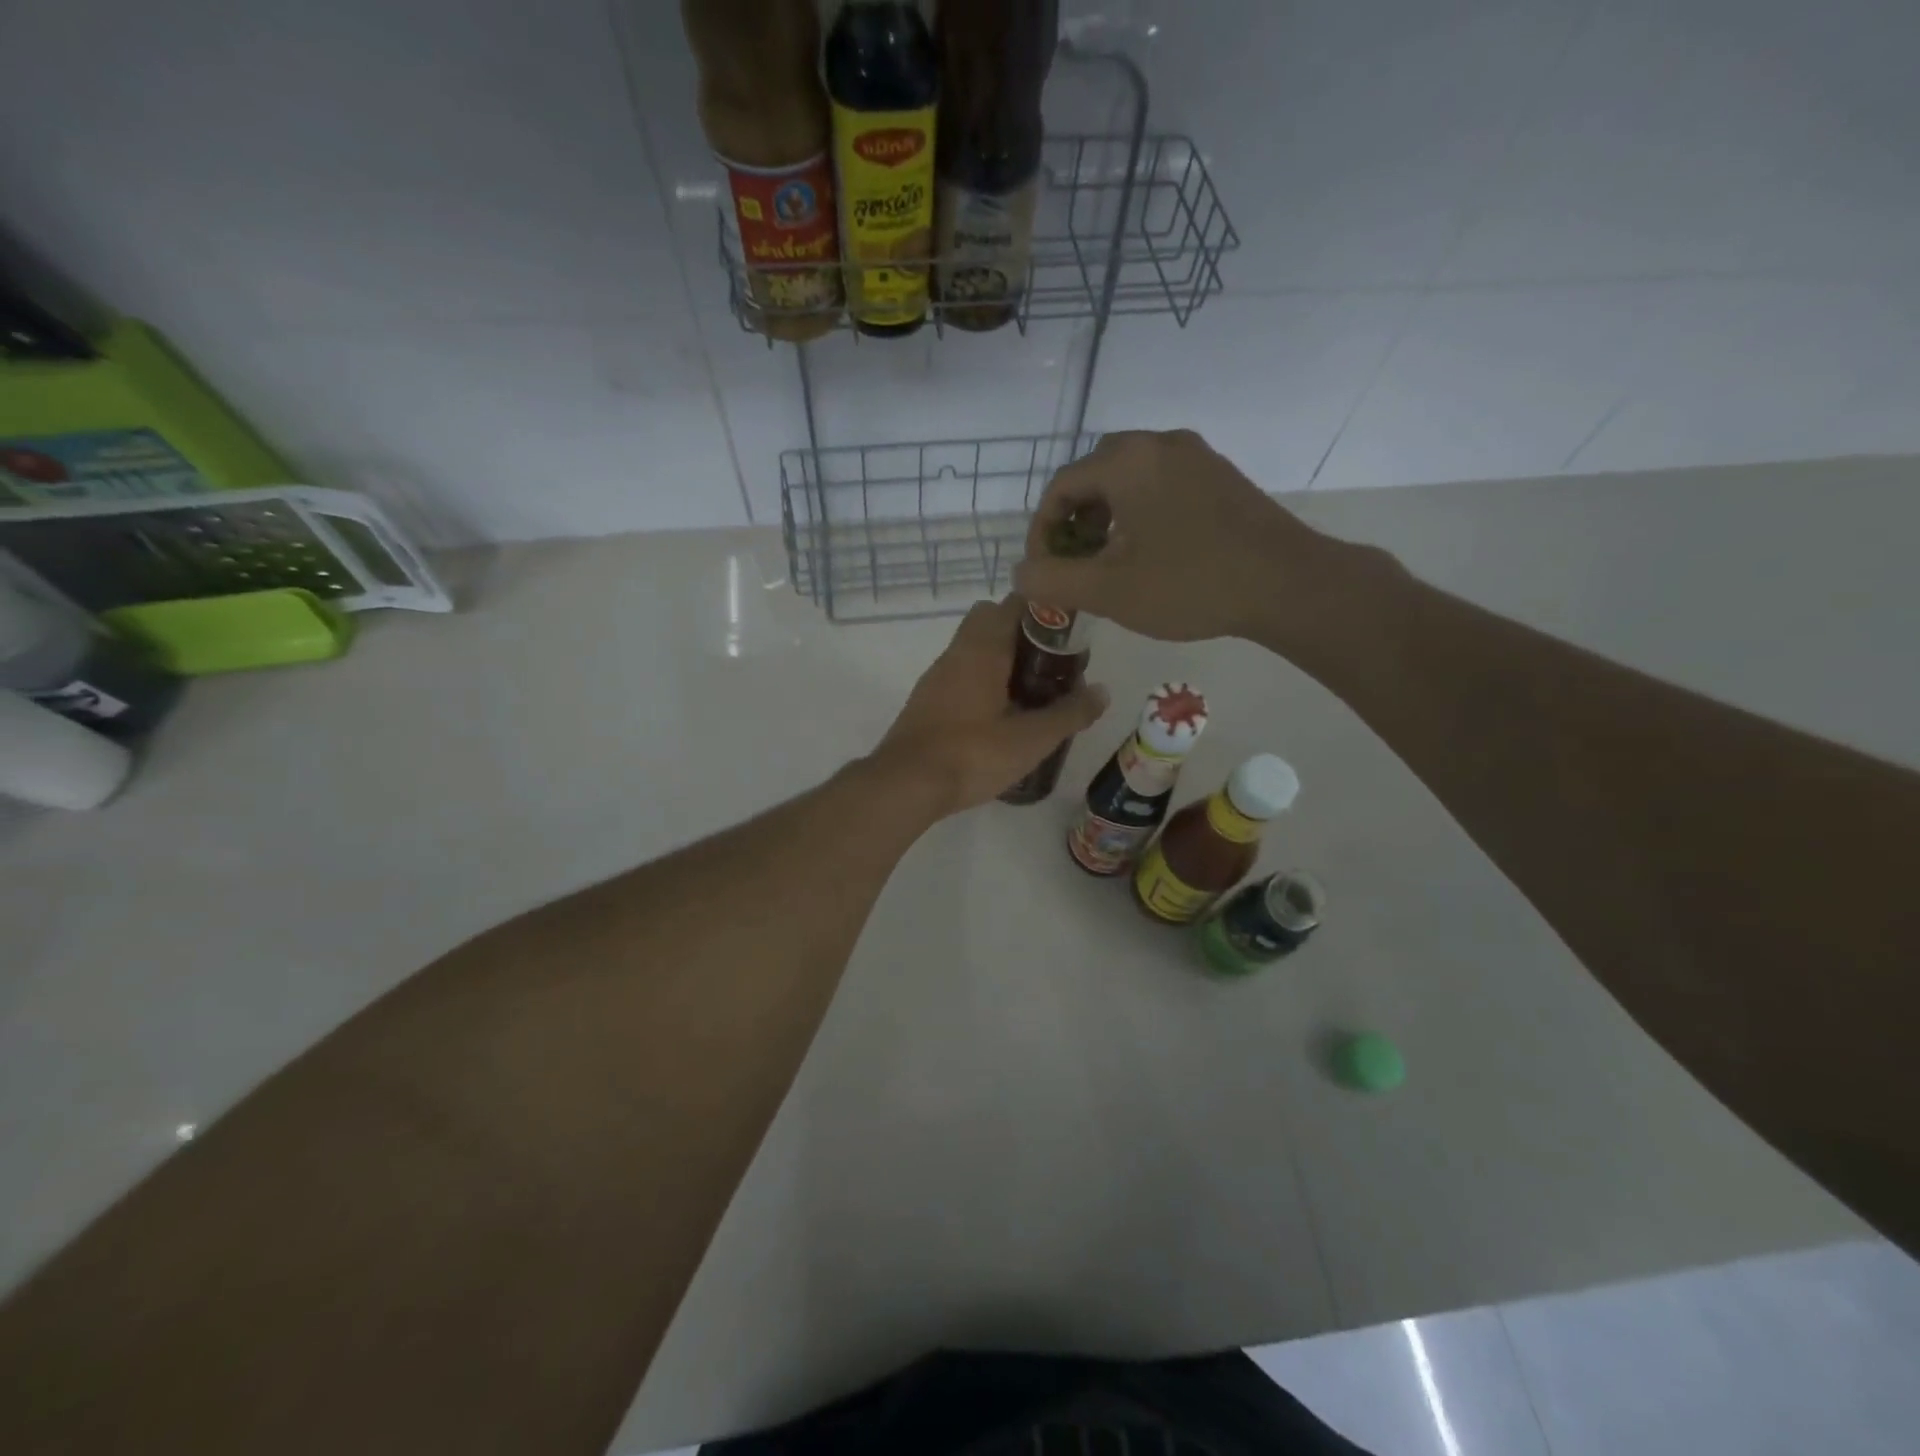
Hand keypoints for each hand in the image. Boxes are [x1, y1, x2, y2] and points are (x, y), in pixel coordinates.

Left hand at [873, 596, 1108, 817]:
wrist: (906, 784)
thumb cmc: (972, 755)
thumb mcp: (1031, 739)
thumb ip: (1069, 713)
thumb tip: (1103, 691)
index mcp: (982, 649)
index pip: (1013, 603)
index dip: (1044, 611)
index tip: (1068, 635)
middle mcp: (956, 653)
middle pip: (991, 621)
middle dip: (1022, 635)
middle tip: (1051, 667)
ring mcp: (937, 677)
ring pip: (974, 649)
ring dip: (1002, 660)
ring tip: (1033, 694)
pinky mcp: (927, 701)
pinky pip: (961, 674)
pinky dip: (983, 681)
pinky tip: (1001, 715)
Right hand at [1011, 430, 1344, 644]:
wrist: (1287, 584)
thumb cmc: (1190, 584)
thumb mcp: (1108, 590)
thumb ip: (1052, 580)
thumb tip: (1020, 572)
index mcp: (1126, 460)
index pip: (1060, 487)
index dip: (1042, 531)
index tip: (1045, 570)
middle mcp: (1159, 443)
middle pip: (1094, 475)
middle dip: (1075, 520)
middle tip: (1074, 562)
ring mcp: (1196, 455)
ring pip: (1130, 478)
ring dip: (1107, 516)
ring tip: (1108, 561)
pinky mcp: (1221, 475)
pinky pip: (1162, 483)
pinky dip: (1140, 511)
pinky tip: (1150, 551)